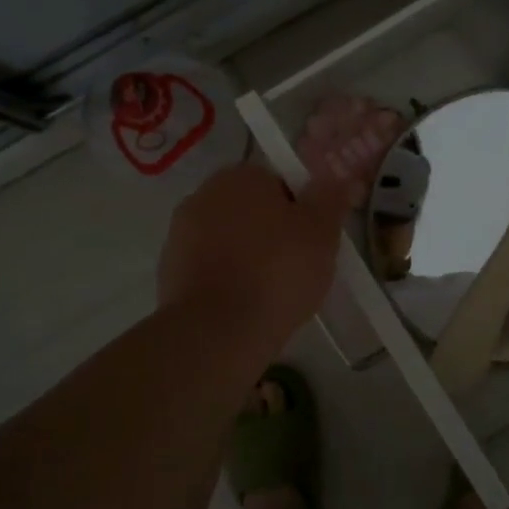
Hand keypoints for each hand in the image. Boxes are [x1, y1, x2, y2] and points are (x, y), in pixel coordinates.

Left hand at [157, 164, 344, 345]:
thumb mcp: (321, 232)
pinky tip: (246, 305)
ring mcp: (180, 234)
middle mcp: (203, 195)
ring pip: (229, 240)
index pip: (278, 182)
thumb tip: (339, 177)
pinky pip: (210, 268)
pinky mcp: (169, 272)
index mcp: (240, 176)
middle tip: (298, 265)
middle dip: (271, 232)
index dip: (300, 209)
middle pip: (250, 210)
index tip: (313, 238)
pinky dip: (227, 280)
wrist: (217, 331)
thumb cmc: (277, 271)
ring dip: (247, 256)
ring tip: (273, 291)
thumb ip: (330, 198)